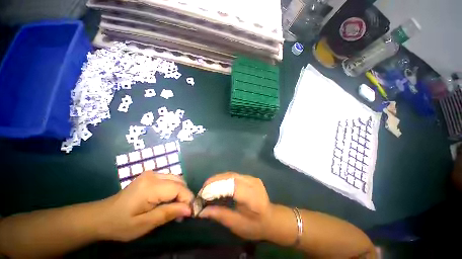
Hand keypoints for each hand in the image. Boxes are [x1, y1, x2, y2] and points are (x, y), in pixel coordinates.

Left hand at [99, 172, 193, 241]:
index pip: (179, 188)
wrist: (101, 216)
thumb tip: (189, 209)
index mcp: (151, 186)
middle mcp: (154, 175)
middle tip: (181, 212)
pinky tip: (168, 200)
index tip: (189, 213)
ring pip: (177, 179)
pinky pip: (170, 179)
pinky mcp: (151, 175)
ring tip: (175, 207)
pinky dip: (174, 189)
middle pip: (180, 181)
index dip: (187, 199)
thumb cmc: (120, 224)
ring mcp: (152, 173)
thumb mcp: (144, 224)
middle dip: (184, 196)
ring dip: (180, 192)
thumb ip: (168, 214)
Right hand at [198, 172, 272, 240]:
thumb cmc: (255, 225)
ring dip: (217, 179)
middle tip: (202, 190)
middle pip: (230, 177)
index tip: (203, 195)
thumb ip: (220, 215)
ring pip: (230, 174)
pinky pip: (233, 175)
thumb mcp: (237, 224)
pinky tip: (217, 184)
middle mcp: (253, 184)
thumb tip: (201, 211)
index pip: (232, 187)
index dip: (216, 188)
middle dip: (214, 182)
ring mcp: (252, 178)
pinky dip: (223, 178)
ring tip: (207, 187)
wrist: (270, 218)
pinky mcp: (250, 176)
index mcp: (253, 198)